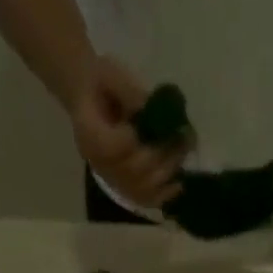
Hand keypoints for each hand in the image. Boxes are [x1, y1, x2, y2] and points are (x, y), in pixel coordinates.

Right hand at [68, 56, 186, 208]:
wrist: (88, 99)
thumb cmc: (99, 81)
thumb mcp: (110, 73)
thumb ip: (128, 90)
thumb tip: (152, 106)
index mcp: (90, 136)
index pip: (113, 149)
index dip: (135, 140)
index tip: (153, 121)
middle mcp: (101, 165)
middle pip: (133, 172)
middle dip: (162, 155)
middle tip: (184, 136)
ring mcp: (113, 179)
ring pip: (142, 188)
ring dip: (168, 171)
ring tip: (184, 150)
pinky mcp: (123, 187)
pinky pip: (143, 199)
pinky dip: (162, 195)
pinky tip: (178, 185)